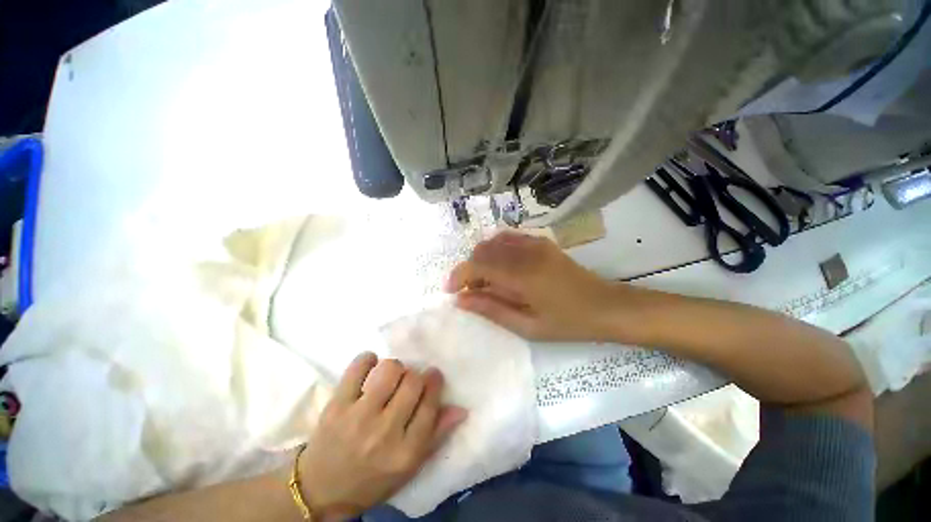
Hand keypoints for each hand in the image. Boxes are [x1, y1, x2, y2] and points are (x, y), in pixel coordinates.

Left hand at [298, 353, 466, 520]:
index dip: (434, 383)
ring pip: (389, 370)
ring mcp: (358, 417)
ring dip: (395, 367)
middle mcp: (384, 432)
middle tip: (410, 380)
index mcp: (405, 452)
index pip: (430, 404)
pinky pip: (357, 367)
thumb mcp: (409, 467)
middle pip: (412, 382)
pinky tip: (370, 366)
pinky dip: (367, 360)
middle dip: (416, 375)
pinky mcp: (336, 405)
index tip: (432, 375)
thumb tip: (461, 408)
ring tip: (391, 376)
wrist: (320, 490)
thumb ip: (436, 435)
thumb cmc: (371, 480)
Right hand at [445, 232, 633, 341]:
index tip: (450, 291)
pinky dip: (496, 251)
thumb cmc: (569, 322)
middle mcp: (525, 252)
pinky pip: (509, 239)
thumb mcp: (528, 326)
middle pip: (482, 251)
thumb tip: (461, 300)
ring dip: (482, 260)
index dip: (458, 275)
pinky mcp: (541, 242)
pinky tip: (501, 268)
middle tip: (471, 292)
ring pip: (493, 242)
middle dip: (469, 270)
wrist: (607, 306)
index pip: (477, 265)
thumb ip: (492, 309)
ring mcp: (535, 243)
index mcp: (522, 274)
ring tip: (486, 282)